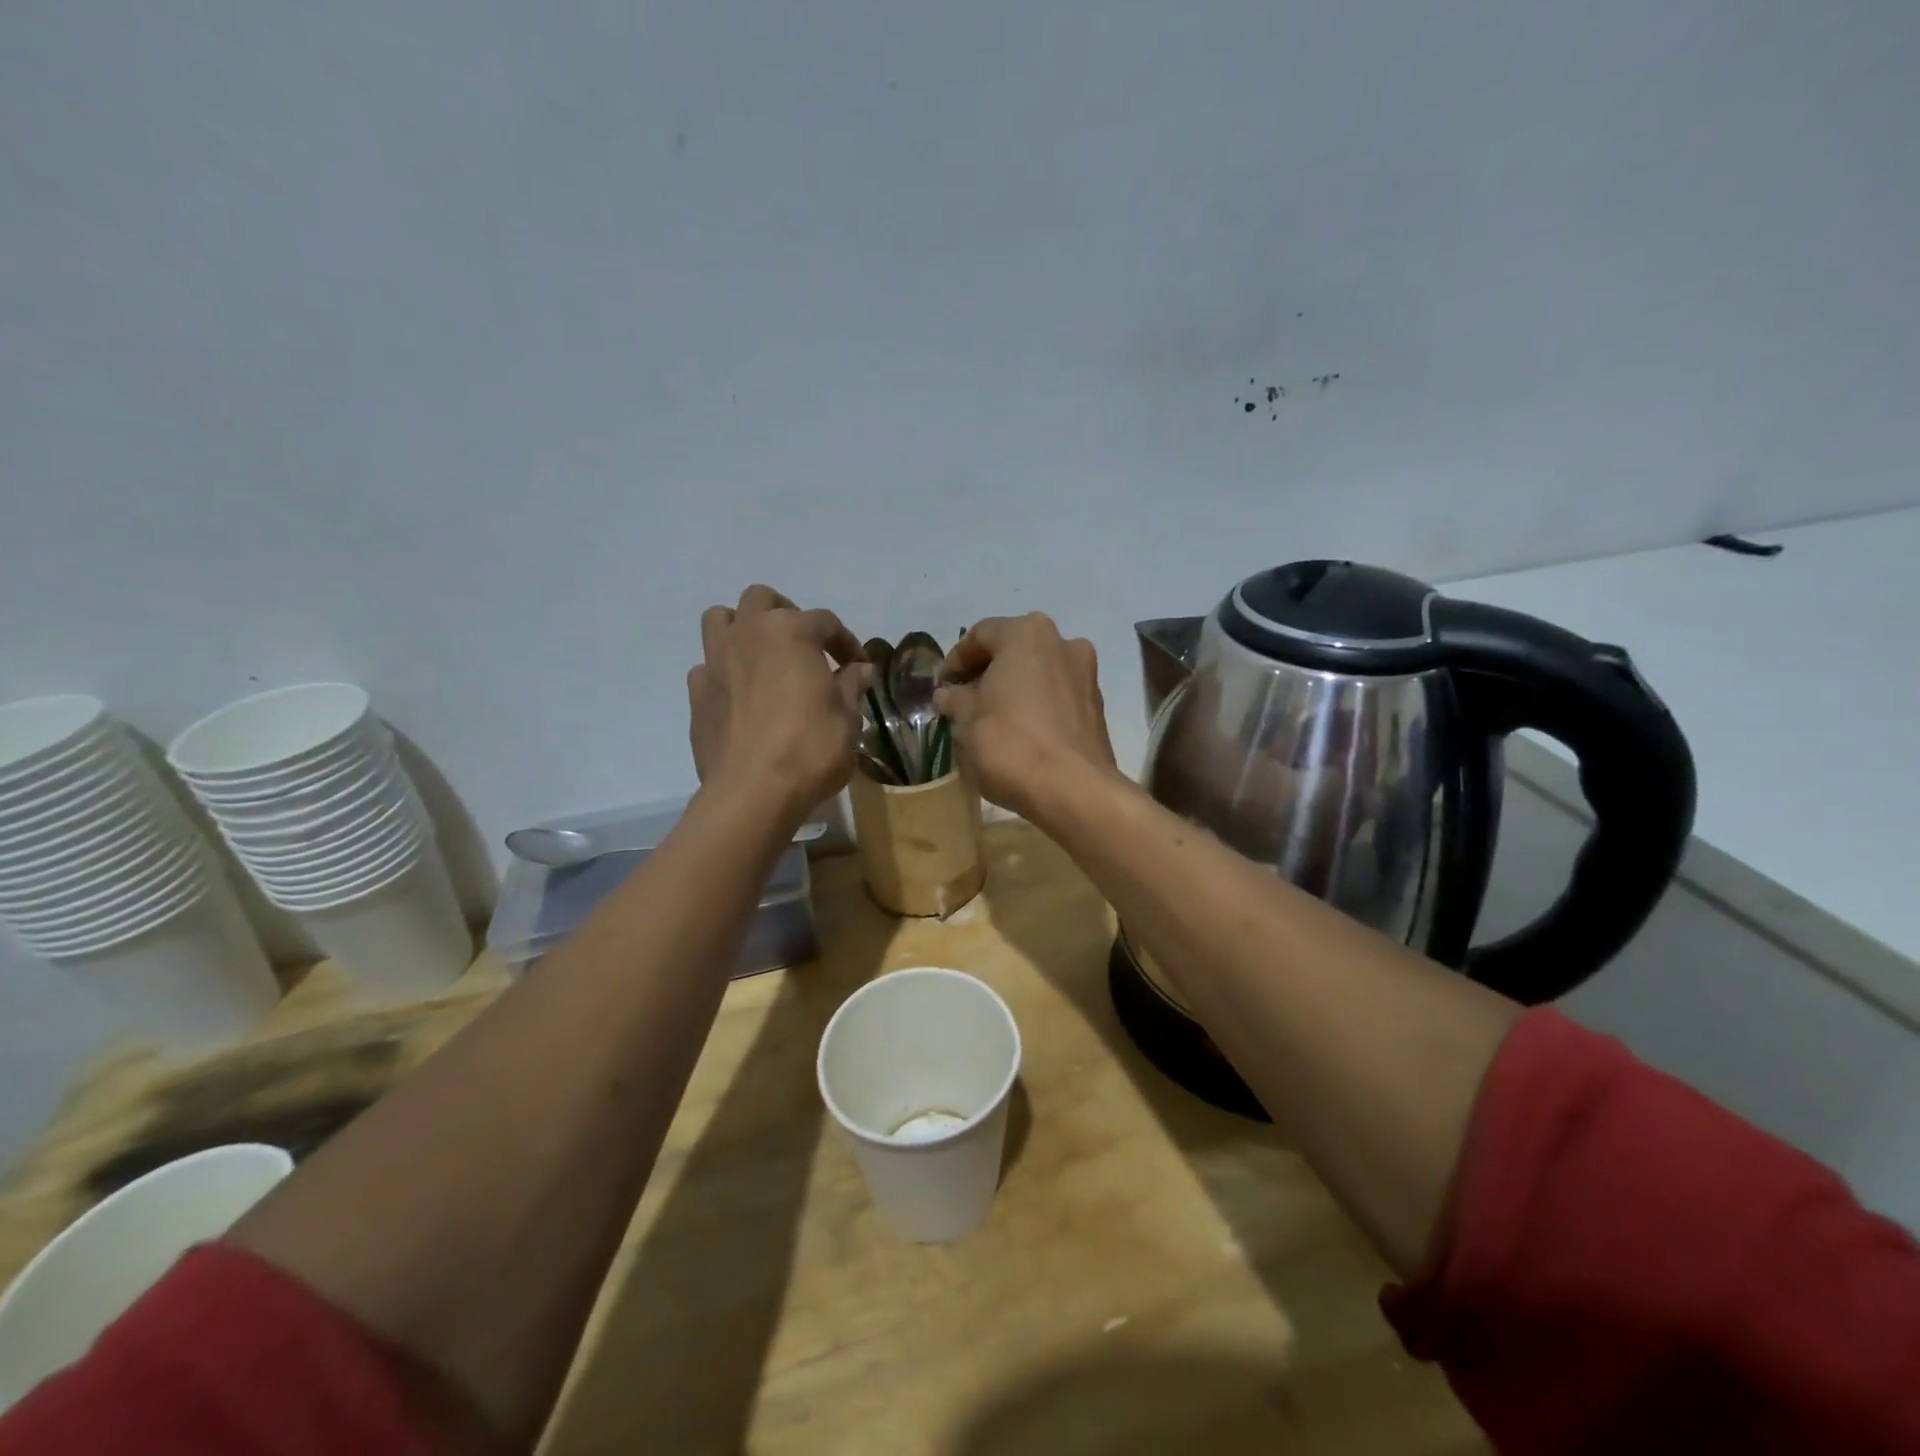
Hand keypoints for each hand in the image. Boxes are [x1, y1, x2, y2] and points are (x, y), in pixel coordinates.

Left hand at [688, 586, 867, 818]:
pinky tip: (741, 696)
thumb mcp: (848, 719)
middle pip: (763, 600)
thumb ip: (851, 687)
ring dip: (743, 629)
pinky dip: (724, 672)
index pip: (826, 622)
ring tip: (763, 657)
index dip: (846, 642)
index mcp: (791, 632)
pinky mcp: (697, 694)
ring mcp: (715, 661)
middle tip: (805, 646)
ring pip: (721, 620)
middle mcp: (748, 634)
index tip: (857, 667)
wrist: (753, 791)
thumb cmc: (810, 749)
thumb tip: (859, 670)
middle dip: (786, 614)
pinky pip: (707, 667)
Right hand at [935, 614, 1116, 819]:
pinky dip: (1037, 704)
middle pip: (1015, 649)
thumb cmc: (1010, 746)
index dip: (957, 659)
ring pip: (1039, 671)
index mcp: (1026, 634)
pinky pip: (1057, 694)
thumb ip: (956, 701)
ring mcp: (1086, 673)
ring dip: (1014, 688)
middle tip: (966, 700)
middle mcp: (1062, 642)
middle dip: (988, 672)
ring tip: (993, 718)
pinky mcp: (1097, 705)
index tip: (944, 686)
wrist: (1073, 790)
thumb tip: (949, 694)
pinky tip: (1022, 732)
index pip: (981, 635)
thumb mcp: (967, 724)